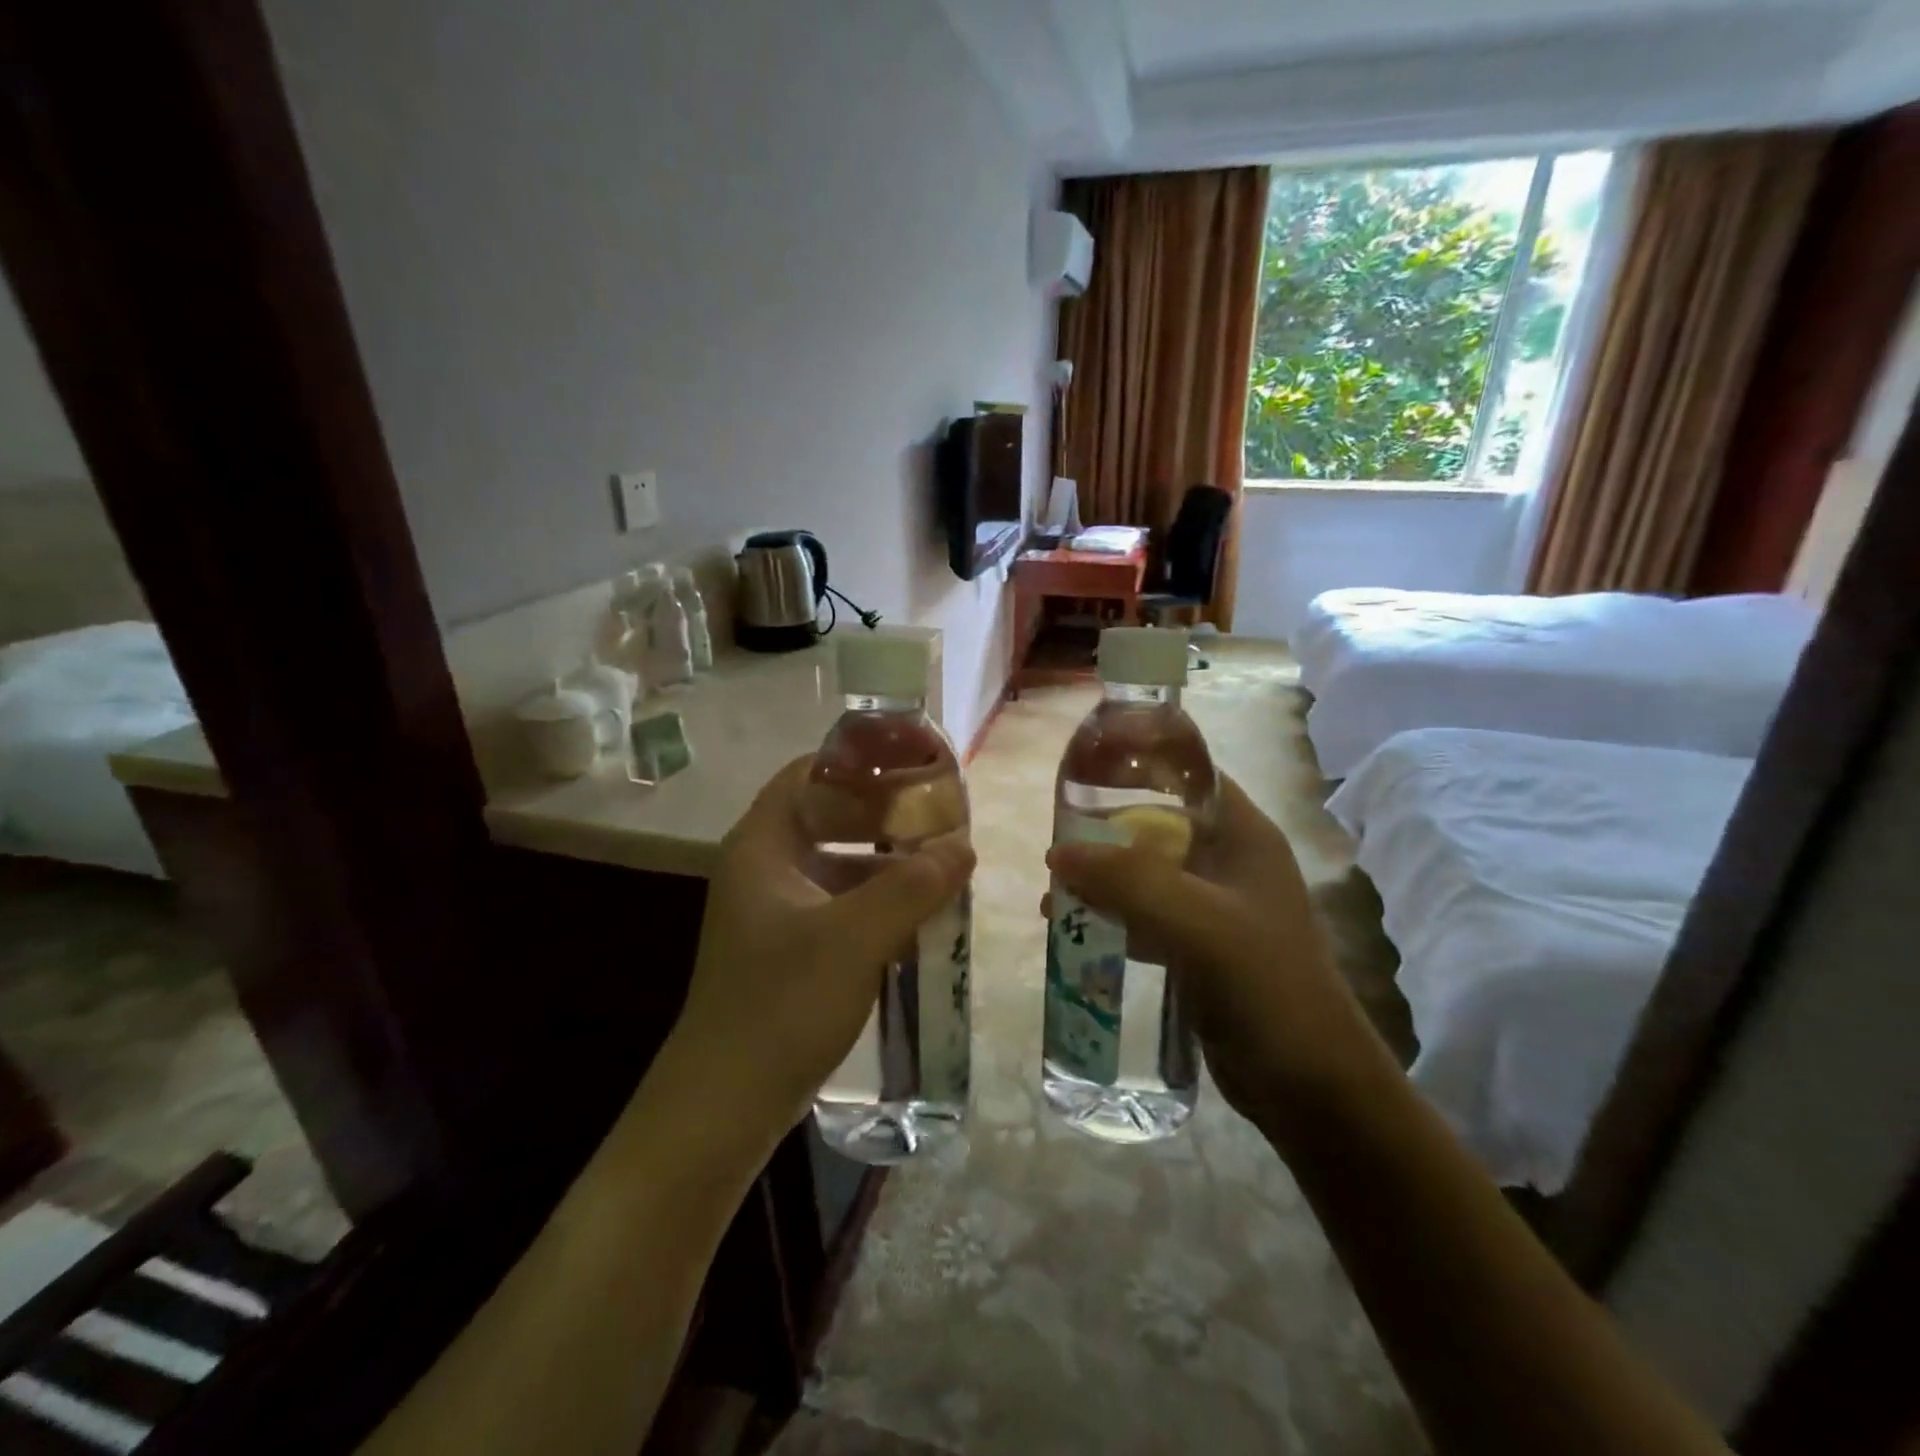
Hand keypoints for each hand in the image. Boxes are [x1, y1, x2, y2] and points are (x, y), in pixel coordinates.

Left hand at [667, 756, 975, 1141]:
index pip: (808, 773)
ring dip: (889, 864)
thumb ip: (913, 886)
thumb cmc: (781, 1004)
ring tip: (945, 864)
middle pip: (829, 817)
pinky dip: (879, 903)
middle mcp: (765, 868)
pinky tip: (923, 916)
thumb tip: (964, 847)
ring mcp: (776, 911)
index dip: (859, 762)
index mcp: (762, 845)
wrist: (724, 1106)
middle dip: (886, 816)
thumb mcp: (855, 938)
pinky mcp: (790, 949)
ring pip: (840, 865)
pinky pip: (842, 906)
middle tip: (941, 815)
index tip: (913, 763)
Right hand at [1046, 776, 1392, 1135]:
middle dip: (1106, 829)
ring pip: (1146, 873)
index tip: (1084, 770)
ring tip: (1054, 889)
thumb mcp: (1198, 923)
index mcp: (1243, 837)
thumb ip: (1128, 881)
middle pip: (1158, 824)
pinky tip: (1072, 931)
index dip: (1141, 763)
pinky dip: (1111, 917)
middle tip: (1057, 837)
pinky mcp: (1199, 948)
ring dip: (1102, 877)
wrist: (1310, 1087)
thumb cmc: (1266, 987)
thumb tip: (1057, 852)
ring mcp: (1214, 908)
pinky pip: (1145, 917)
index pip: (1190, 776)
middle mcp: (1229, 862)